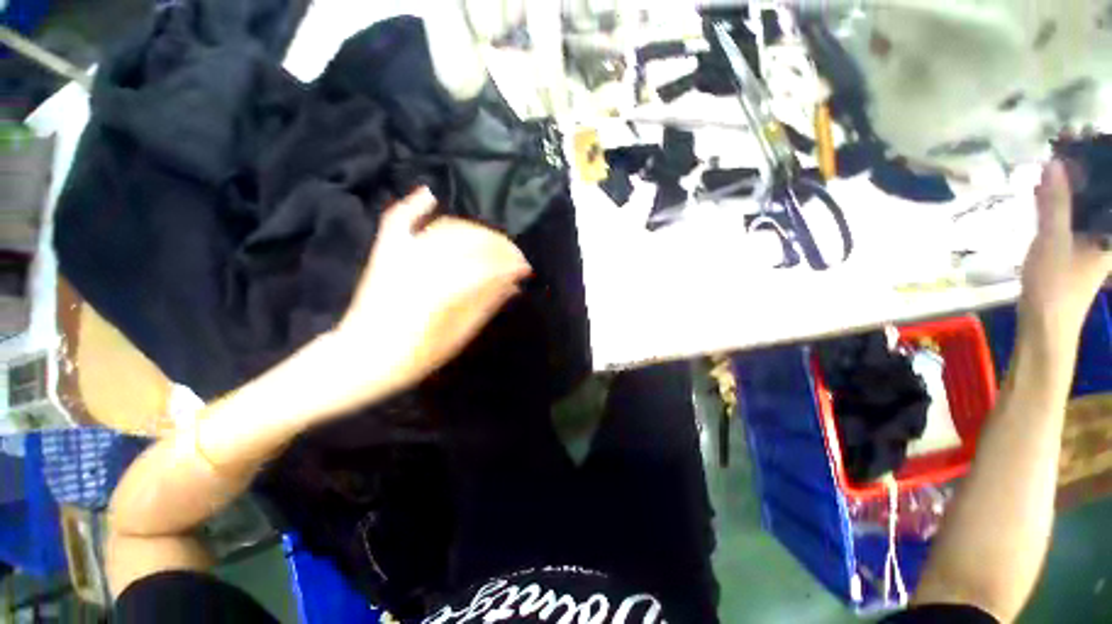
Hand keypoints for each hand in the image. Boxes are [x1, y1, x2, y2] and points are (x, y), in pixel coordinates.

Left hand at [335, 187, 531, 397]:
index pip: (487, 266)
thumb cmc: (414, 355)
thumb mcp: (458, 336)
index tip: (526, 270)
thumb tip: (514, 285)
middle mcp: (423, 263)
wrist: (362, 357)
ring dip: (475, 230)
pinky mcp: (386, 252)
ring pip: (446, 228)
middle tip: (515, 258)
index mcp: (442, 289)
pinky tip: (431, 196)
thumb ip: (486, 305)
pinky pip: (399, 220)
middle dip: (499, 245)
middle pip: (470, 240)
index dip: (511, 265)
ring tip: (492, 242)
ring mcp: (401, 253)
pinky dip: (415, 205)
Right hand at [1020, 160, 1111, 338]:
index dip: (1096, 157)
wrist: (1046, 322)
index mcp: (1109, 228)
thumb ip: (1056, 202)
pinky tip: (1043, 191)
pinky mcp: (1075, 243)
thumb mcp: (1053, 241)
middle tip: (1060, 144)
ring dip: (1068, 181)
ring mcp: (1090, 236)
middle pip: (1098, 189)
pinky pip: (1070, 213)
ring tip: (1050, 163)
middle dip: (1081, 165)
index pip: (1108, 184)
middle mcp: (1105, 228)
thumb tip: (1055, 163)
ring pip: (1083, 199)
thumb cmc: (1056, 284)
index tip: (1076, 136)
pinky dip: (1059, 199)